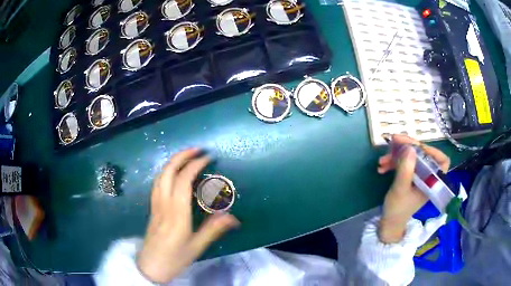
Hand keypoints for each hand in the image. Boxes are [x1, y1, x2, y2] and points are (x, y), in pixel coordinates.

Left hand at [137, 149, 239, 283]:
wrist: (151, 266)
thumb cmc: (174, 259)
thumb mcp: (197, 247)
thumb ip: (213, 230)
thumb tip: (233, 217)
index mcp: (176, 214)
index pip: (183, 181)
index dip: (194, 165)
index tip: (207, 158)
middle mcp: (164, 204)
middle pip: (168, 172)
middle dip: (181, 156)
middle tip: (197, 150)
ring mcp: (155, 205)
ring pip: (160, 176)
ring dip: (172, 162)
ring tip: (186, 157)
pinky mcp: (152, 208)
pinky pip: (157, 183)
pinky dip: (166, 172)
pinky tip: (172, 173)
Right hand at [377, 135, 449, 242]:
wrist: (389, 223)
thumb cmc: (397, 209)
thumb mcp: (400, 189)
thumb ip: (406, 169)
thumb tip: (410, 147)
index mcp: (432, 181)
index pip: (442, 161)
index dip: (432, 150)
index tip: (416, 146)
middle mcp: (427, 176)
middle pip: (423, 155)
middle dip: (408, 147)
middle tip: (393, 140)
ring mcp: (418, 176)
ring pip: (412, 158)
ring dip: (396, 155)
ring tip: (382, 160)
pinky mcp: (410, 176)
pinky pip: (404, 163)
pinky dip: (393, 163)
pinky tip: (382, 167)